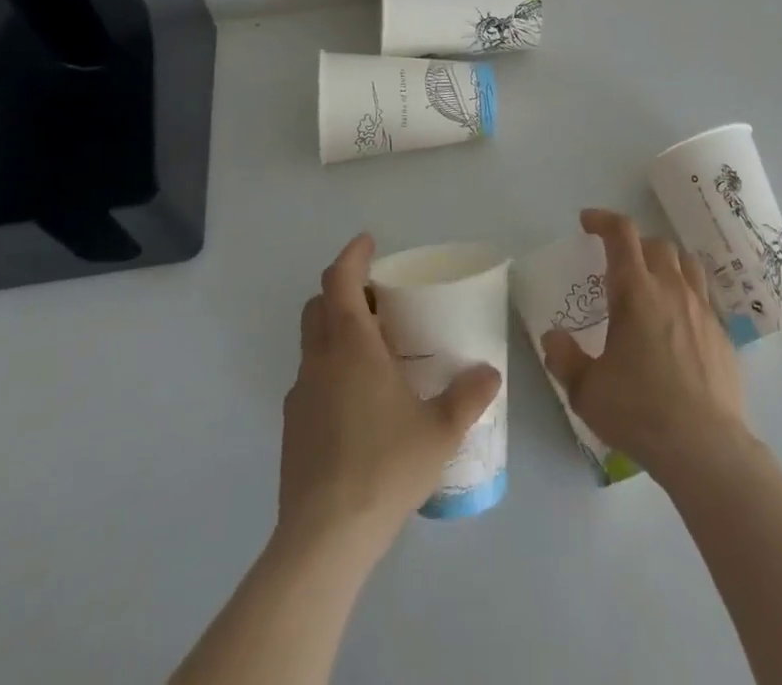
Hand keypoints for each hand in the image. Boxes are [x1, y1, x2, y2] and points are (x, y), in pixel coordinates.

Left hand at [277, 234, 501, 562]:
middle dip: (343, 291)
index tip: (369, 243)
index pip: (339, 280)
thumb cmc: (384, 467)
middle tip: (377, 299)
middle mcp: (319, 360)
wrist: (323, 538)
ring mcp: (299, 395)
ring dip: (336, 331)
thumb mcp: (440, 431)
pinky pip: (310, 380)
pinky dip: (330, 371)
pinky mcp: (291, 427)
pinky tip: (358, 403)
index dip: (352, 255)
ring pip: (312, 343)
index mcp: (351, 347)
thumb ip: (468, 397)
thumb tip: (490, 373)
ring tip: (374, 352)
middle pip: (319, 306)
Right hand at [541, 209, 748, 483]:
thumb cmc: (640, 412)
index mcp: (636, 292)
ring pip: (686, 264)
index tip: (587, 221)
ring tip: (651, 282)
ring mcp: (702, 310)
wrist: (705, 447)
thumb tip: (553, 337)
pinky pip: (703, 297)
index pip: (621, 234)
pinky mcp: (722, 335)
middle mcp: (671, 289)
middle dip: (633, 243)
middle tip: (616, 262)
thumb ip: (565, 358)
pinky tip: (677, 324)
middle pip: (656, 244)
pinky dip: (686, 295)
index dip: (603, 220)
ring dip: (665, 262)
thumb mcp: (587, 390)